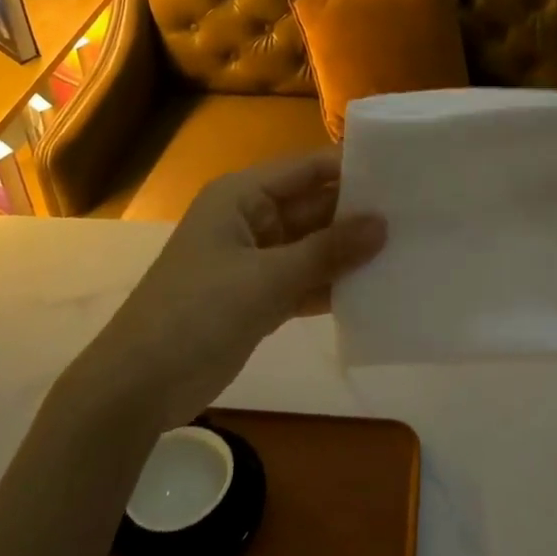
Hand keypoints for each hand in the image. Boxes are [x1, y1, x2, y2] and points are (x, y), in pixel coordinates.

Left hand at [89, 150, 385, 431]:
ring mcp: (255, 261)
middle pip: (312, 207)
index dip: (350, 169)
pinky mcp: (259, 297)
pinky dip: (332, 285)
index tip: (403, 175)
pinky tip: (374, 289)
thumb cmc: (197, 313)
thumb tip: (382, 223)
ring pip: (312, 246)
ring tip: (407, 249)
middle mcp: (250, 220)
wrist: (140, 385)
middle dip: (357, 214)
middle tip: (417, 217)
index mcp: (241, 196)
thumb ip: (327, 251)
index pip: (306, 170)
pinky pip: (304, 280)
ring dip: (348, 252)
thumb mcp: (266, 279)